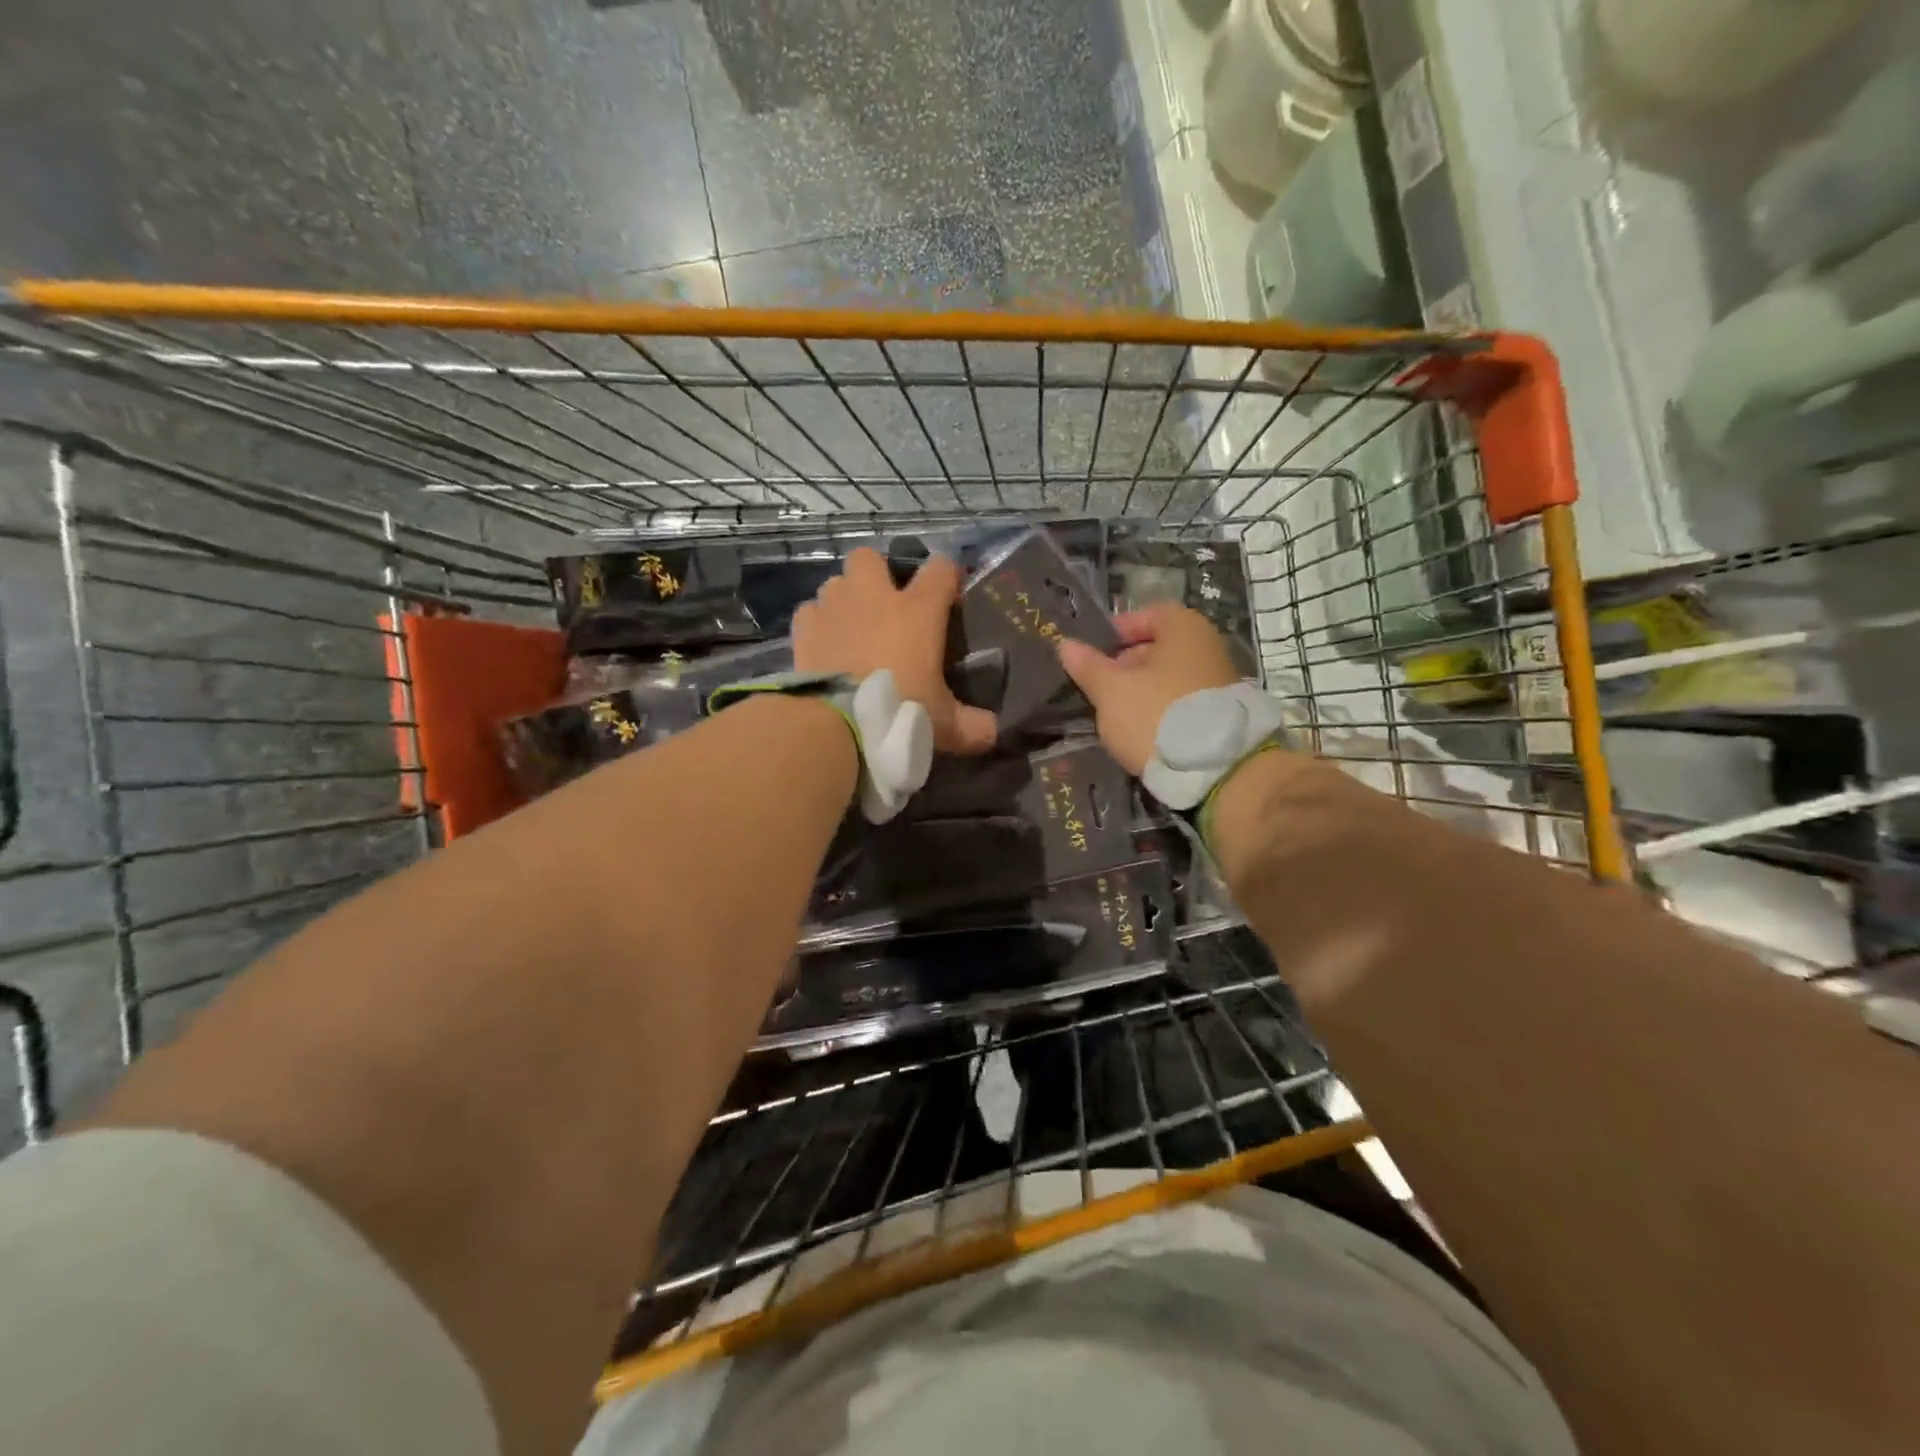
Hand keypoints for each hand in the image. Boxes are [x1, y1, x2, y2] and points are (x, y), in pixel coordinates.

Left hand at [793, 547, 997, 755]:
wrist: (839, 724)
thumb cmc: (902, 712)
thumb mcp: (945, 725)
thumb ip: (973, 726)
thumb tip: (992, 733)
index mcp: (918, 610)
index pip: (941, 568)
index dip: (947, 577)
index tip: (949, 599)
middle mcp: (874, 596)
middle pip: (870, 557)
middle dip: (876, 573)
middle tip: (884, 604)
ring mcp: (835, 607)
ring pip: (836, 582)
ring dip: (845, 599)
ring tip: (851, 627)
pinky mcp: (804, 628)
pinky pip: (810, 612)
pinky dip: (817, 623)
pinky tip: (824, 645)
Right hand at [1056, 602, 1242, 774]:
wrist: (1214, 769)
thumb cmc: (1156, 713)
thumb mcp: (1111, 690)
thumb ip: (1088, 666)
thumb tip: (1066, 645)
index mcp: (1184, 628)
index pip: (1145, 616)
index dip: (1116, 632)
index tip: (1092, 654)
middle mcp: (1206, 647)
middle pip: (1157, 648)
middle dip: (1124, 666)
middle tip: (1097, 687)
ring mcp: (1217, 682)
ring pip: (1166, 679)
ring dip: (1139, 692)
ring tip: (1113, 714)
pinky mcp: (1219, 715)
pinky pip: (1179, 703)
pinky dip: (1158, 711)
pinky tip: (1139, 731)